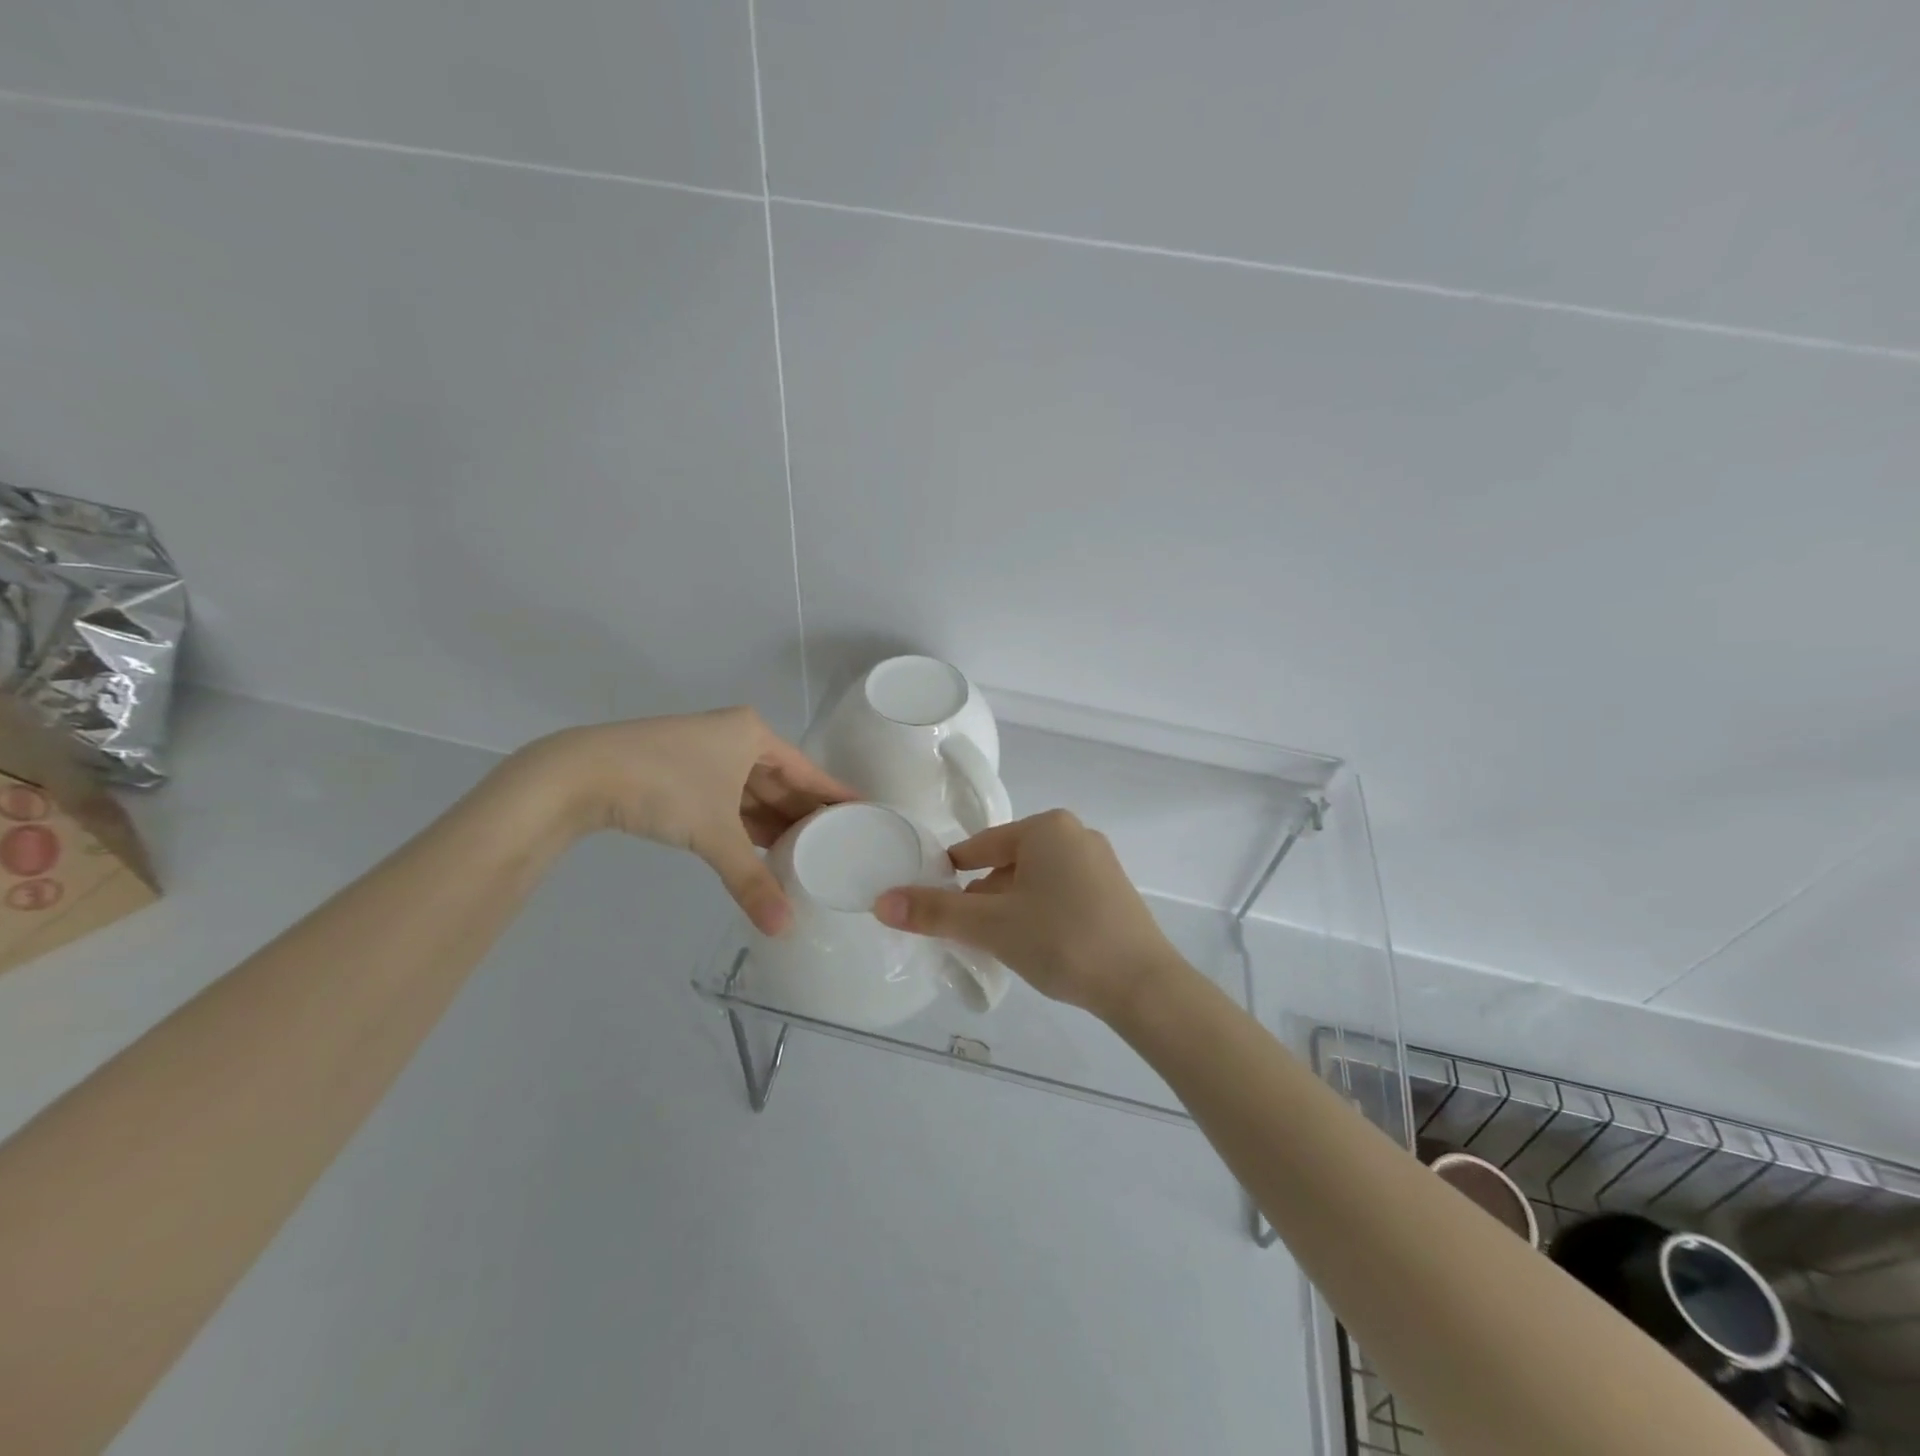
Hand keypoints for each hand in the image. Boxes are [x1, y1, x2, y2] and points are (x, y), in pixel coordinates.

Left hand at [514, 707, 855, 933]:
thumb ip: (750, 880)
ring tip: (808, 855)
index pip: (808, 771)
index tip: (866, 815)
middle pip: (783, 782)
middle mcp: (735, 739)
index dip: (835, 796)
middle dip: (805, 815)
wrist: (578, 775)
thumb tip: (782, 928)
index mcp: (753, 735)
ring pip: (754, 793)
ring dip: (774, 823)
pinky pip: (730, 800)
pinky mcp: (684, 773)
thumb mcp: (714, 832)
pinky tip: (763, 850)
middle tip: (839, 847)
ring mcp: (708, 755)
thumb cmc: (662, 786)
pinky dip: (746, 824)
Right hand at [872, 810, 1177, 1019]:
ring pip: (1035, 881)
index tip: (933, 902)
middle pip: (1008, 863)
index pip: (980, 846)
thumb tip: (881, 902)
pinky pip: (1061, 894)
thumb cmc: (1061, 940)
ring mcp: (1100, 863)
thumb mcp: (991, 925)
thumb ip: (935, 913)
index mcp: (1046, 827)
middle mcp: (1075, 835)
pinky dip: (1040, 913)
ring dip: (1011, 907)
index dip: (952, 875)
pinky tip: (1036, 945)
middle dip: (984, 896)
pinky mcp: (1114, 892)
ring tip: (998, 944)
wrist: (1143, 985)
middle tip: (966, 933)